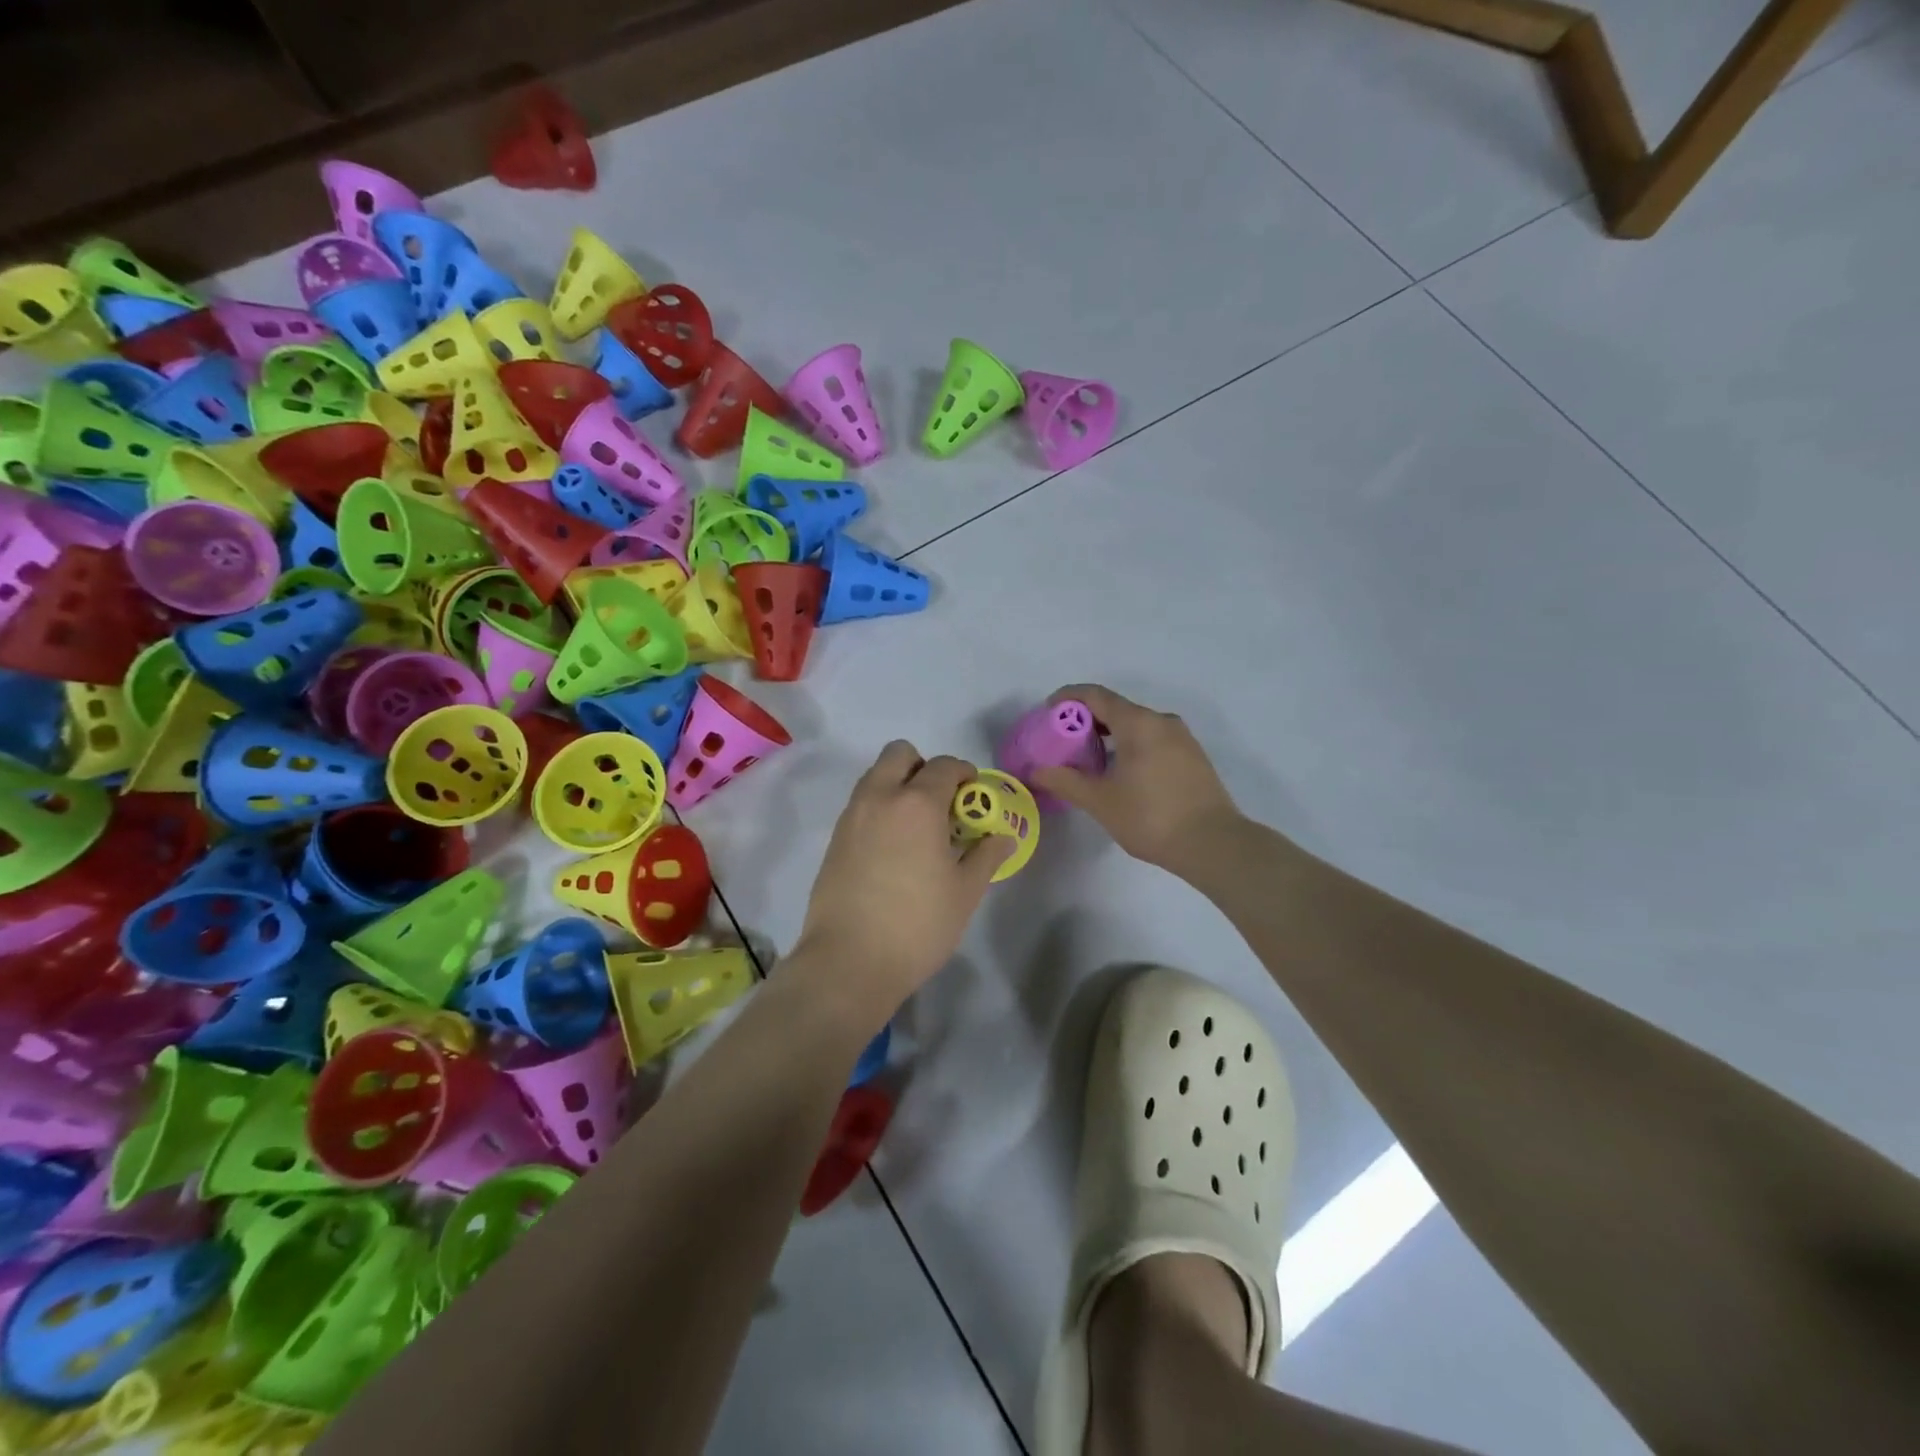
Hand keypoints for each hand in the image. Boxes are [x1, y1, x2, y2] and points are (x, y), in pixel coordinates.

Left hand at [790, 742, 1012, 1020]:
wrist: (848, 961)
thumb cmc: (917, 925)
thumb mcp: (965, 892)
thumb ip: (986, 855)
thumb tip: (1003, 836)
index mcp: (917, 803)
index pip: (944, 765)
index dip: (964, 772)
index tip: (974, 794)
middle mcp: (880, 797)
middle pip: (899, 753)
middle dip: (923, 766)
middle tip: (940, 802)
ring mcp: (852, 817)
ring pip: (875, 776)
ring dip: (898, 784)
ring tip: (917, 827)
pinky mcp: (834, 839)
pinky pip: (861, 803)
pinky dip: (879, 808)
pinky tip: (893, 848)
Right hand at [1029, 684, 1242, 874]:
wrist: (1213, 844)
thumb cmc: (1151, 817)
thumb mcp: (1101, 801)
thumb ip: (1066, 781)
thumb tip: (1036, 771)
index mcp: (1138, 723)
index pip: (1095, 695)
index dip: (1068, 698)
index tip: (1048, 712)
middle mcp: (1161, 721)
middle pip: (1117, 708)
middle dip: (1087, 720)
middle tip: (1063, 742)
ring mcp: (1182, 738)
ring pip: (1137, 725)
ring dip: (1110, 735)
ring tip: (1089, 761)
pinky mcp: (1193, 757)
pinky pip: (1153, 739)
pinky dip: (1131, 746)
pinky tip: (1121, 774)